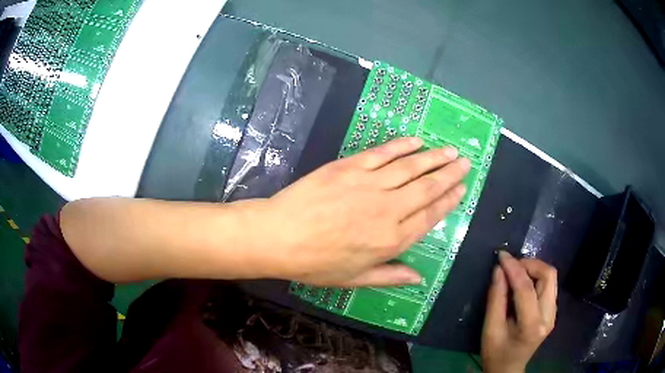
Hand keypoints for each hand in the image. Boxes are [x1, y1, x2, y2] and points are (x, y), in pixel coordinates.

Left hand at [245, 137, 469, 286]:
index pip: (430, 216)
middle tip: (465, 162)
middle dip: (450, 174)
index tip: (462, 189)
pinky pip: (383, 153)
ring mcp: (370, 184)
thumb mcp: (354, 279)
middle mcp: (388, 209)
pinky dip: (402, 146)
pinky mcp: (350, 167)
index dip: (448, 201)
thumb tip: (420, 278)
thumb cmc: (315, 263)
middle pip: (427, 188)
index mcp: (391, 240)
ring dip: (434, 158)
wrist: (279, 236)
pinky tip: (416, 141)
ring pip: (411, 167)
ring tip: (450, 150)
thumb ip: (390, 276)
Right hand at [481, 252, 557, 372]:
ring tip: (515, 272)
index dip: (514, 269)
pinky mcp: (552, 311)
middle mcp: (549, 316)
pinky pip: (548, 285)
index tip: (501, 256)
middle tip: (510, 266)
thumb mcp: (490, 329)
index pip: (527, 289)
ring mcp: (553, 313)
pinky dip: (536, 277)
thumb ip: (496, 299)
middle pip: (548, 276)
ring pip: (551, 277)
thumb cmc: (496, 353)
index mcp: (532, 326)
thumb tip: (499, 270)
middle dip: (530, 264)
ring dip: (534, 269)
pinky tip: (523, 282)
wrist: (508, 368)